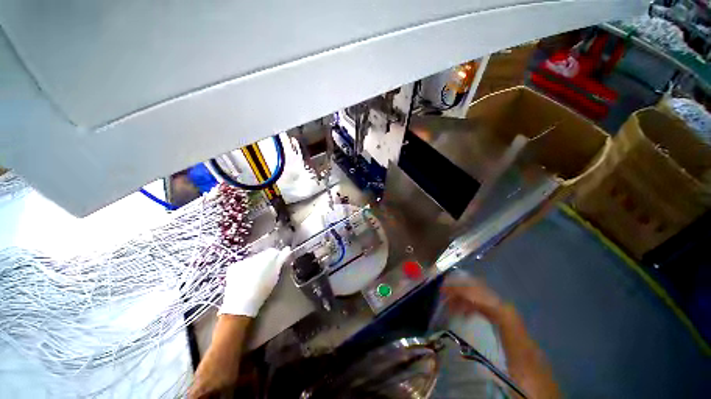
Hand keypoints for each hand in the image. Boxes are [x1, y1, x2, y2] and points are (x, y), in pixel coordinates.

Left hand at [220, 246, 290, 316]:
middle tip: (269, 272)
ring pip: (254, 259)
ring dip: (257, 264)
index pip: (274, 251)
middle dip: (267, 261)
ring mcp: (242, 261)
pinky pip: (243, 264)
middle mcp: (253, 255)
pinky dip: (246, 268)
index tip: (279, 265)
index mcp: (265, 256)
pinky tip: (247, 278)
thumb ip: (282, 260)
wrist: (241, 304)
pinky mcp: (233, 267)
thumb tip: (287, 249)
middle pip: (263, 254)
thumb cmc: (262, 290)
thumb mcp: (275, 275)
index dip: (277, 258)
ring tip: (258, 276)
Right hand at [441, 276, 504, 323]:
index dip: (448, 285)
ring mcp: (479, 297)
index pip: (457, 281)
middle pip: (460, 291)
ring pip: (464, 300)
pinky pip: (470, 307)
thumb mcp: (465, 292)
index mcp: (471, 281)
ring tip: (451, 312)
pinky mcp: (482, 307)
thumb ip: (453, 289)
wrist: (499, 312)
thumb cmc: (481, 299)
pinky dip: (465, 311)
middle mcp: (475, 288)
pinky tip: (463, 316)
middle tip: (444, 303)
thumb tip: (441, 287)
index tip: (441, 291)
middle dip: (452, 297)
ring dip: (457, 305)